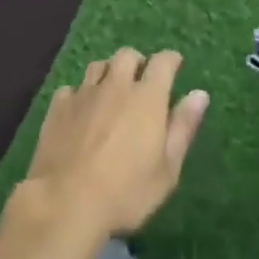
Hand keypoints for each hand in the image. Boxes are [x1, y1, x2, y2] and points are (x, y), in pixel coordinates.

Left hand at [24, 48, 209, 241]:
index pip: (163, 62)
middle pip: (127, 56)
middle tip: (141, 81)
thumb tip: (200, 94)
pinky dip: (79, 95)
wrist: (65, 202)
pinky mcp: (58, 107)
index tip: (175, 65)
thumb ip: (183, 128)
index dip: (170, 60)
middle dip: (137, 62)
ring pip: (98, 66)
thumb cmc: (126, 192)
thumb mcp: (167, 169)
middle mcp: (116, 86)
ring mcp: (84, 94)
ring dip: (108, 73)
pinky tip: (80, 111)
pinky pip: (71, 89)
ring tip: (111, 91)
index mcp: (147, 98)